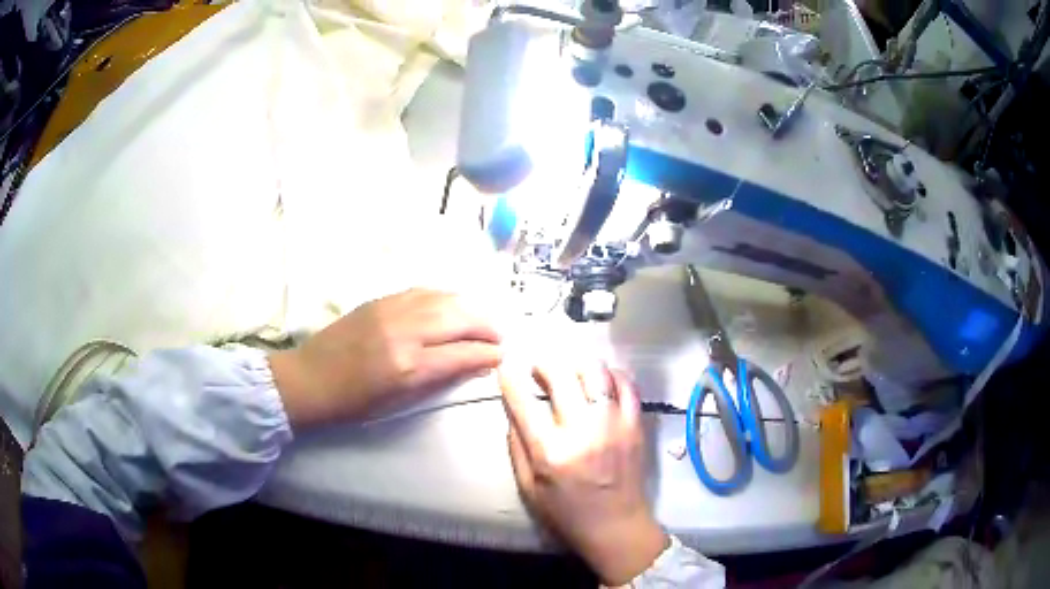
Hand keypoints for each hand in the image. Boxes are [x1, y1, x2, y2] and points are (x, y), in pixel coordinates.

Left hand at [269, 289, 501, 427]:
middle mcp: (404, 331)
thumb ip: (439, 380)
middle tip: (498, 336)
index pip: (462, 353)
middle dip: (486, 325)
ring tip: (482, 320)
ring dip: (470, 307)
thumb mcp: (399, 401)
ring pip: (444, 298)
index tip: (502, 356)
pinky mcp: (381, 300)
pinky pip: (424, 291)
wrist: (309, 378)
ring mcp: (391, 310)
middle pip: (459, 317)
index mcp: (408, 366)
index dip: (488, 354)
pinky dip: (446, 298)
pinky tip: (453, 306)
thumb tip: (473, 365)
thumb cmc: (353, 402)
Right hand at [499, 360, 667, 585]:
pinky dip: (611, 374)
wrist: (616, 525)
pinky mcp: (635, 425)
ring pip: (596, 372)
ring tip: (570, 370)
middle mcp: (583, 432)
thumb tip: (513, 412)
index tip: (506, 366)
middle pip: (561, 375)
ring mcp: (614, 425)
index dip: (510, 377)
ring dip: (578, 363)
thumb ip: (516, 448)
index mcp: (551, 452)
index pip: (523, 402)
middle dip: (544, 363)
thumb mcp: (528, 488)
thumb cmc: (567, 512)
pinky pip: (627, 385)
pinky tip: (601, 380)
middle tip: (539, 367)